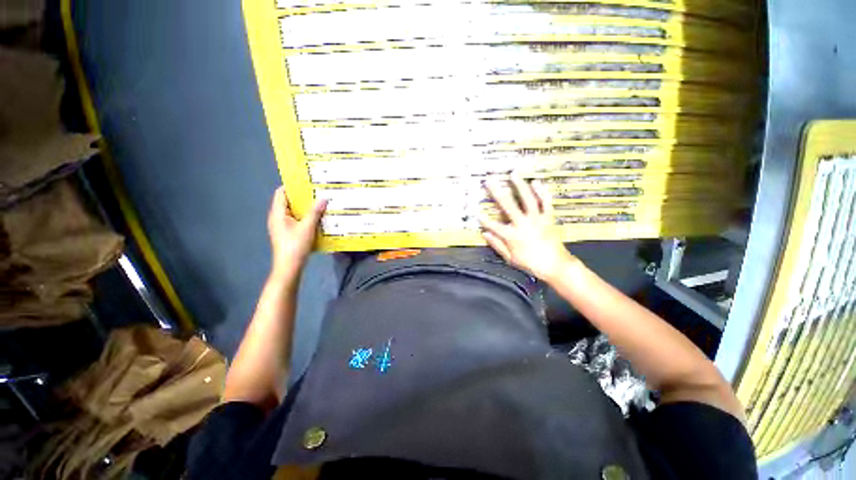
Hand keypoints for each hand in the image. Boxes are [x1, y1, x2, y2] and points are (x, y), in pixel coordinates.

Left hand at [267, 187, 326, 279]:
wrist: (289, 267)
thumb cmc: (296, 245)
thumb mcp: (308, 227)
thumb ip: (315, 212)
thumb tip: (323, 198)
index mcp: (278, 213)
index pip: (281, 193)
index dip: (292, 186)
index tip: (307, 183)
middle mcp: (277, 218)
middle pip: (288, 202)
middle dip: (302, 197)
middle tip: (317, 193)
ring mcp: (281, 226)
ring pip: (293, 212)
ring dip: (305, 208)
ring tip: (319, 204)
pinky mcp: (287, 233)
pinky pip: (295, 220)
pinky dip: (305, 217)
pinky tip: (316, 219)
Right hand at [479, 174, 575, 281]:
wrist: (555, 265)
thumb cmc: (530, 263)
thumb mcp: (510, 258)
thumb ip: (497, 245)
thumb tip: (484, 233)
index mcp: (512, 236)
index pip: (493, 225)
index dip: (482, 217)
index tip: (475, 208)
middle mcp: (523, 224)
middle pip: (507, 205)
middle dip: (497, 192)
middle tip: (490, 180)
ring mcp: (537, 219)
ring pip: (527, 199)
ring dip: (519, 186)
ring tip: (513, 174)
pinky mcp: (548, 218)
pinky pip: (545, 203)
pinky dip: (542, 192)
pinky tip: (536, 182)